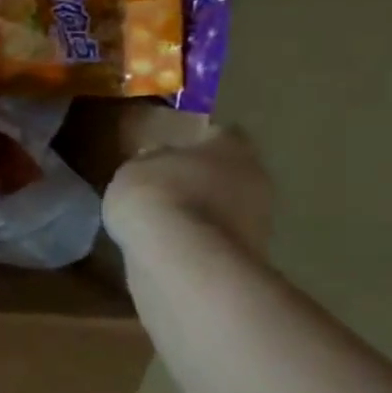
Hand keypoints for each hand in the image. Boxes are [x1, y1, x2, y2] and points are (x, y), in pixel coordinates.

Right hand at [102, 123, 272, 258]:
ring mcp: (258, 220)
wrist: (181, 258)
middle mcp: (254, 177)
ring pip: (226, 207)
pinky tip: (171, 246)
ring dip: (202, 212)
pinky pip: (217, 239)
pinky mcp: (249, 255)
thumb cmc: (155, 196)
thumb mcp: (133, 169)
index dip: (194, 142)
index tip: (170, 151)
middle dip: (202, 179)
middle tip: (166, 187)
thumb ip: (150, 163)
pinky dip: (198, 240)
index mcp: (230, 146)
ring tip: (164, 221)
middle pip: (228, 172)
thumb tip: (157, 163)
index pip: (217, 134)